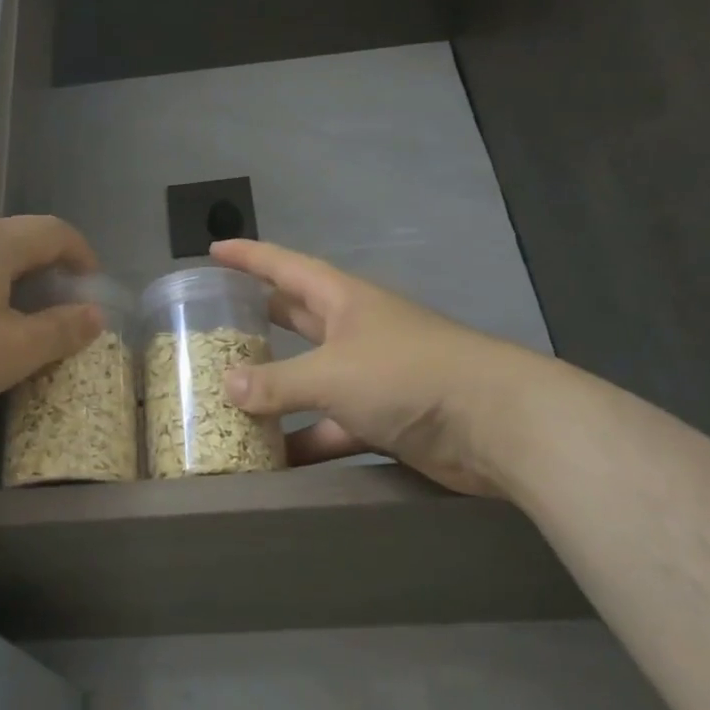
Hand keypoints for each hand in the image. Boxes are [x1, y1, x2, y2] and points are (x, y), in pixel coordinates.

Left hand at [0, 174, 103, 434]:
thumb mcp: (14, 352)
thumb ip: (61, 330)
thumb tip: (96, 314)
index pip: (54, 233)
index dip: (81, 255)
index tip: (91, 288)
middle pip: (20, 232)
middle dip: (49, 260)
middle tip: (58, 300)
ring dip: (12, 246)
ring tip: (25, 267)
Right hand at [209, 239, 561, 497]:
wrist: (494, 424)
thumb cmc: (406, 375)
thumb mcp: (331, 374)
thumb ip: (277, 383)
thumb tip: (228, 387)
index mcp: (344, 301)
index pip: (287, 268)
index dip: (250, 257)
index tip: (214, 250)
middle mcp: (356, 332)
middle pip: (298, 318)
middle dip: (261, 318)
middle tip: (217, 323)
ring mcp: (372, 376)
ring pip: (311, 378)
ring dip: (276, 390)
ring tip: (228, 399)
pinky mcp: (384, 418)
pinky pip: (332, 426)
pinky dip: (305, 440)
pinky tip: (273, 459)